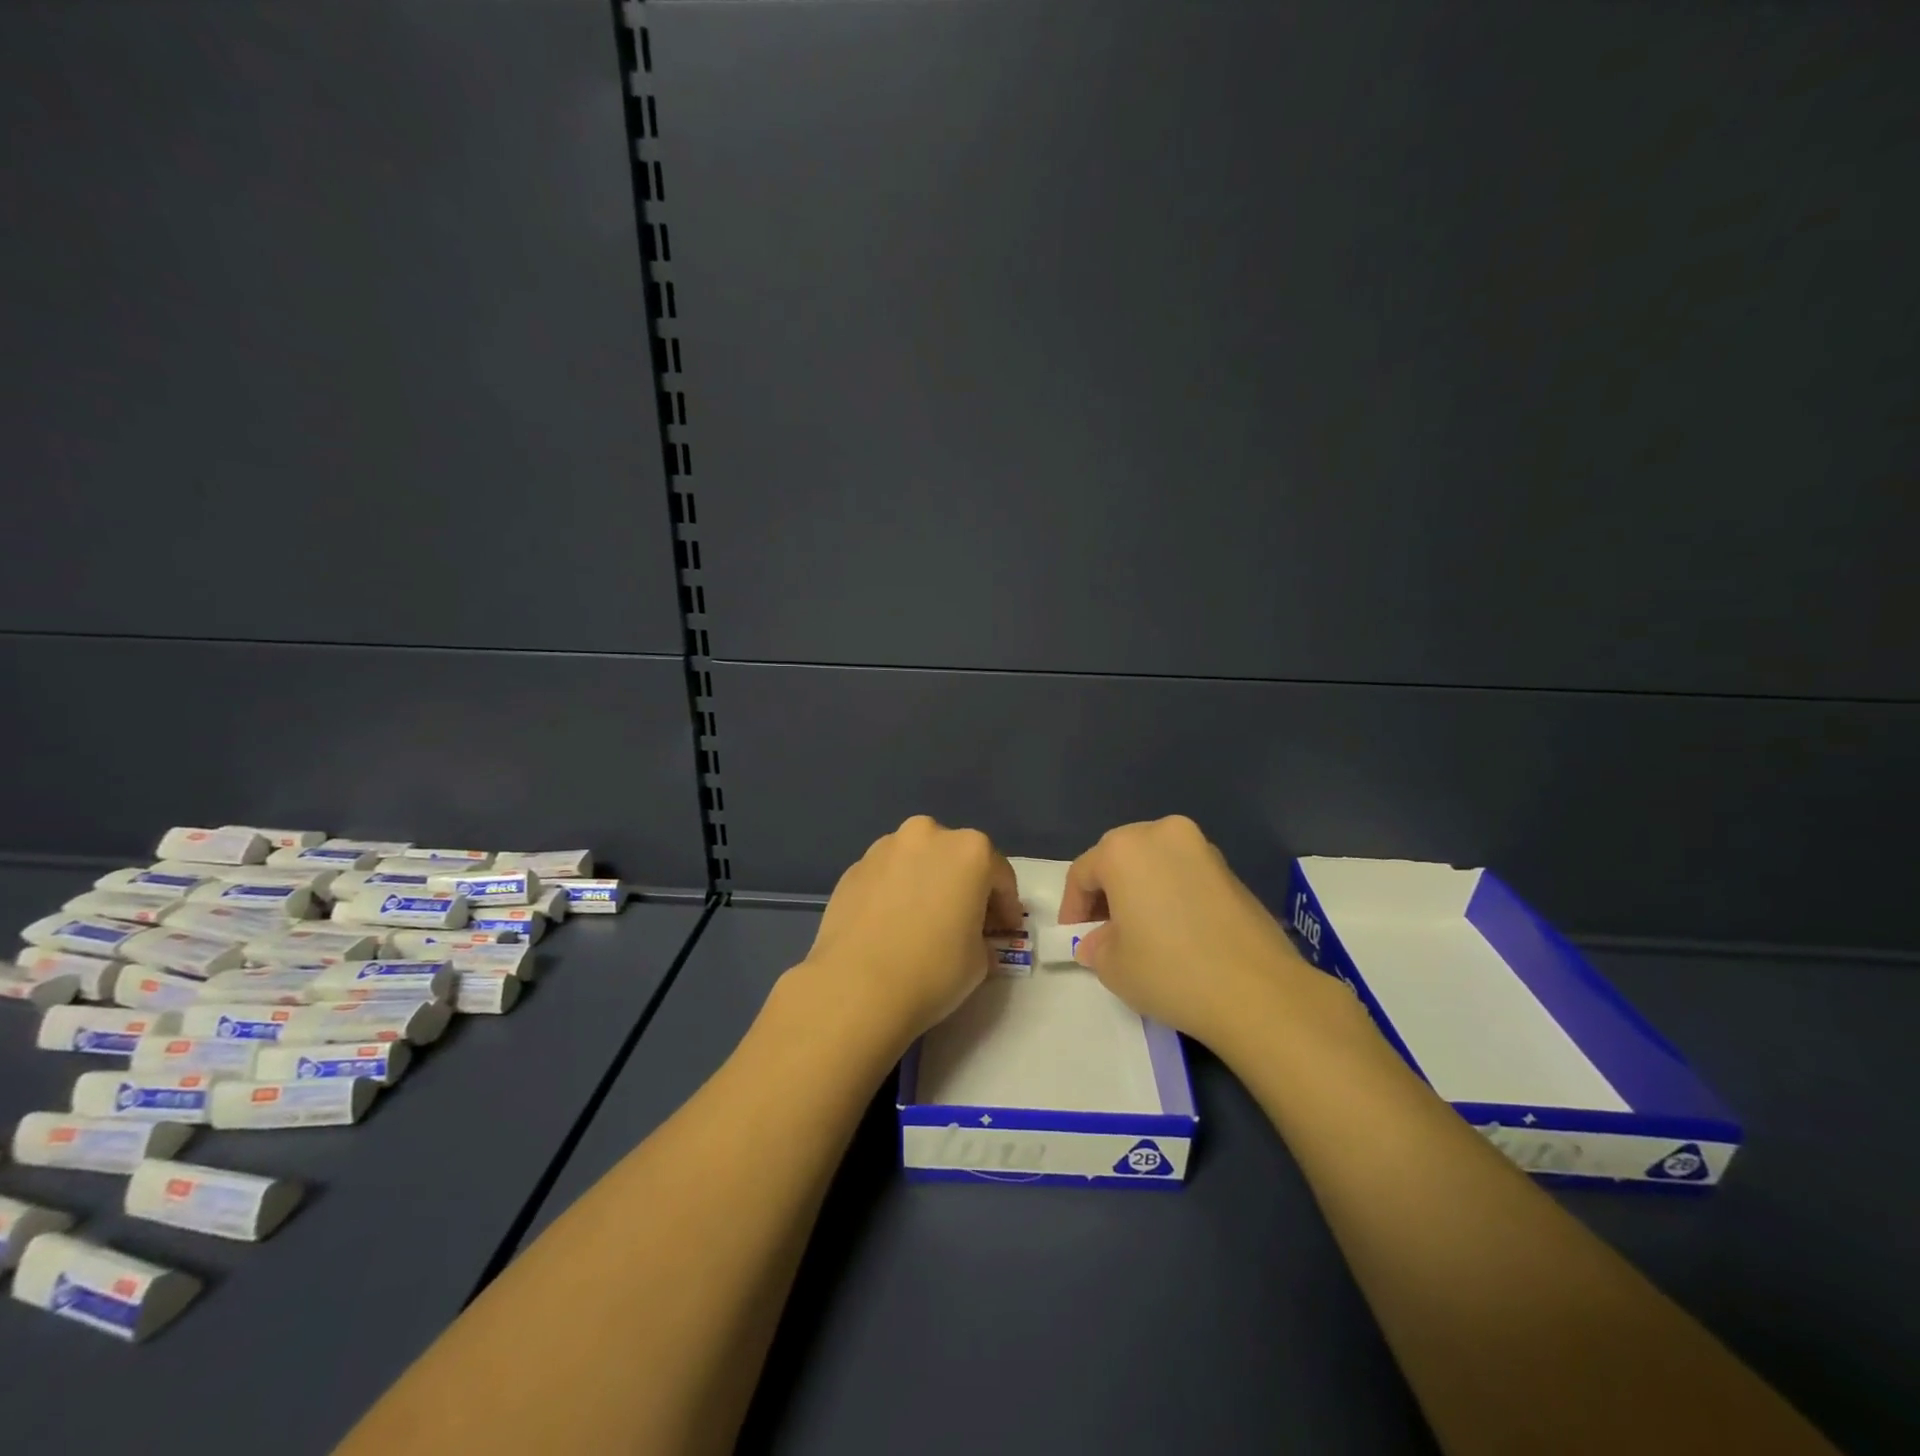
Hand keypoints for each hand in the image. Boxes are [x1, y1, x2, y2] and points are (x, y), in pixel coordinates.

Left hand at [799, 815, 1023, 1049]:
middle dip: (965, 885)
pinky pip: (887, 876)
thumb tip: (971, 936)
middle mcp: (927, 835)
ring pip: (918, 861)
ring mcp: (884, 848)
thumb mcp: (979, 961)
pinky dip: (896, 892)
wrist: (855, 987)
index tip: (1006, 931)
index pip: (999, 875)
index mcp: (969, 850)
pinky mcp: (853, 868)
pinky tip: (892, 925)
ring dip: (927, 883)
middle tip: (967, 921)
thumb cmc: (932, 970)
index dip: (1007, 906)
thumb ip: (981, 937)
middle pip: (956, 858)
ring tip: (924, 920)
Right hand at [1059, 816, 1313, 1045]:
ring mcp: (1202, 848)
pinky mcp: (1231, 869)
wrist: (1259, 992)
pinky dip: (1172, 893)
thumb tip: (1098, 942)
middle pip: (1119, 857)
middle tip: (1105, 931)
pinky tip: (1177, 931)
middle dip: (1107, 892)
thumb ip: (1096, 947)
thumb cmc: (1171, 971)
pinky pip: (1185, 873)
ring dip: (1141, 889)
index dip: (1073, 908)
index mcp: (1124, 849)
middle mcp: (1162, 834)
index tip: (1075, 938)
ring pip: (1155, 862)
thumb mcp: (1114, 967)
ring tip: (1142, 931)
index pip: (1083, 872)